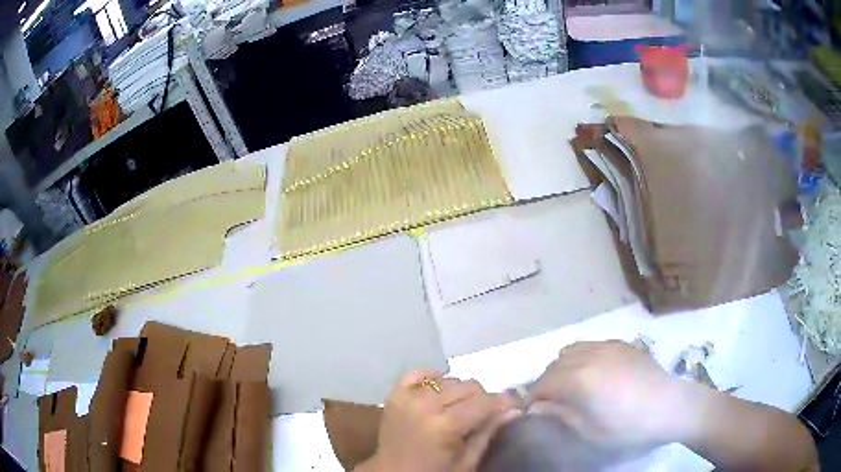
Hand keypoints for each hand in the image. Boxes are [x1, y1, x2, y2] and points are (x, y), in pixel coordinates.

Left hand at [358, 370, 518, 471]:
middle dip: (482, 398)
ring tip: (458, 408)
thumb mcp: (466, 462)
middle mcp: (425, 405)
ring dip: (458, 391)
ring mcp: (407, 397)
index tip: (512, 406)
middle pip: (468, 386)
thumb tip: (513, 408)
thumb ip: (488, 432)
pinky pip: (418, 373)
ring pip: (448, 379)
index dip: (502, 402)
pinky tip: (438, 393)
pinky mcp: (394, 394)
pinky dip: (432, 379)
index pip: (484, 401)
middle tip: (482, 414)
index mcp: (445, 426)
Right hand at [529, 340, 682, 452]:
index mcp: (579, 379)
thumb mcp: (590, 430)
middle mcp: (589, 355)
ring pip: (571, 350)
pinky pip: (591, 345)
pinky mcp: (622, 344)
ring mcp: (607, 346)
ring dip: (563, 367)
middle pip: (555, 364)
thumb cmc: (628, 426)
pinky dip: (582, 356)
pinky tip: (593, 372)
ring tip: (570, 385)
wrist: (670, 406)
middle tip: (550, 402)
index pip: (543, 383)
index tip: (533, 411)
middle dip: (546, 382)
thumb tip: (538, 407)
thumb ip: (561, 415)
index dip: (533, 398)